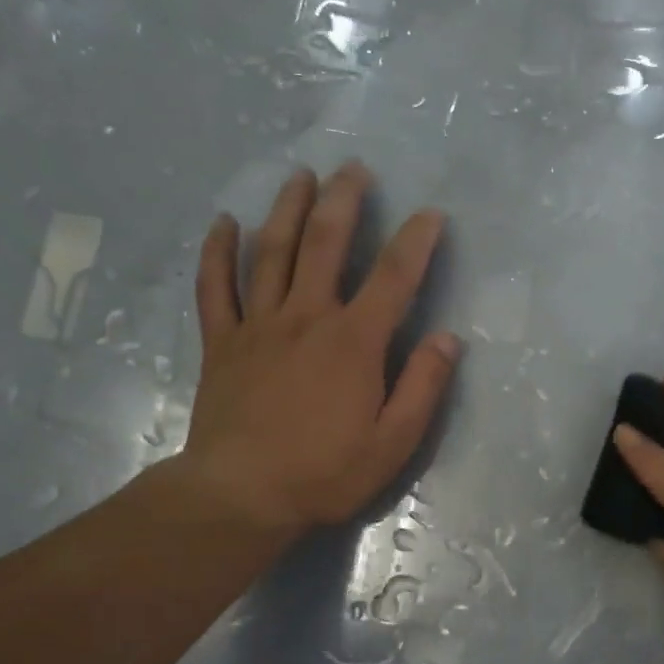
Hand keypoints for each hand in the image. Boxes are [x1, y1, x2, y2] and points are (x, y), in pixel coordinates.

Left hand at [171, 161, 460, 536]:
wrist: (242, 496)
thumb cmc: (325, 473)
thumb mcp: (393, 442)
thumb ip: (423, 387)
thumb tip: (448, 339)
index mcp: (354, 342)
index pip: (393, 277)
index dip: (416, 241)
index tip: (431, 214)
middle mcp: (306, 318)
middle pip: (325, 244)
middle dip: (344, 201)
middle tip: (354, 168)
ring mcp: (258, 326)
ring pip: (272, 252)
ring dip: (287, 209)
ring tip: (300, 176)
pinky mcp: (222, 343)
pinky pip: (215, 287)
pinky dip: (218, 251)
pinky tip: (224, 223)